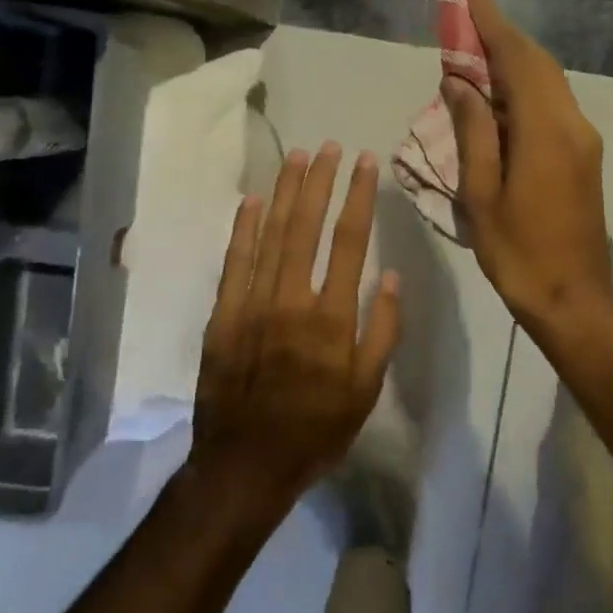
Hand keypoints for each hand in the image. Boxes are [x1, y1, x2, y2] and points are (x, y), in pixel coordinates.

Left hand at [191, 142, 401, 505]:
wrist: (245, 465)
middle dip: (320, 181)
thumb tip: (390, 276)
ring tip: (297, 157)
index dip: (359, 197)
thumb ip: (382, 330)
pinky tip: (252, 200)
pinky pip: (233, 262)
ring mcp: (252, 305)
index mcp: (332, 318)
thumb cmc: (316, 430)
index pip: (350, 241)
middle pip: (306, 227)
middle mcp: (291, 300)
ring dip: (284, 192)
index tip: (366, 163)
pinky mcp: (223, 316)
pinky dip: (242, 228)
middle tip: (329, 146)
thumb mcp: (366, 390)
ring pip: (270, 235)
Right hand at [443, 0, 612, 330]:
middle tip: (466, 14)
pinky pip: (552, 104)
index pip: (517, 58)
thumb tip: (460, 81)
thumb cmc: (518, 252)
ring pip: (548, 82)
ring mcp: (583, 139)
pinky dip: (524, 87)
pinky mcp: (584, 155)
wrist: (574, 300)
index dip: (491, 21)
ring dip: (514, 60)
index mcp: (546, 130)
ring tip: (474, 50)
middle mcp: (572, 124)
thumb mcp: (481, 194)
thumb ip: (473, 131)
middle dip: (502, 34)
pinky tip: (497, 95)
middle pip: (538, 63)